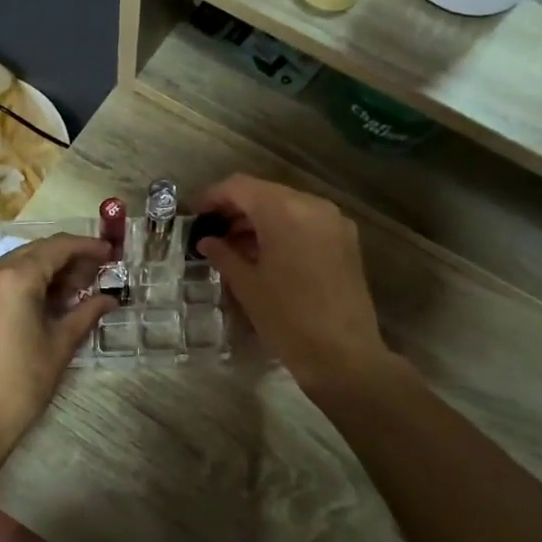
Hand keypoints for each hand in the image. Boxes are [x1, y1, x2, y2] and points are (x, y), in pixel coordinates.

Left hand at [0, 233, 114, 452]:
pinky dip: (26, 282)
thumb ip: (87, 312)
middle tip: (97, 276)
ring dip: (47, 270)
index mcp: (15, 277)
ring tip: (76, 290)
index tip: (111, 254)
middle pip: (36, 251)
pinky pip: (1, 279)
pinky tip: (47, 301)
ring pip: (17, 263)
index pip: (57, 247)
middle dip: (69, 259)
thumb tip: (110, 298)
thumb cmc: (22, 383)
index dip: (87, 247)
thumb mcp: (61, 344)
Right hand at [193, 174, 391, 397]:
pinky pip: (307, 221)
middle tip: (212, 231)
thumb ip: (224, 255)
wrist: (343, 355)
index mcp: (284, 211)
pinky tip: (266, 253)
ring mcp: (334, 221)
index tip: (195, 214)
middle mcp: (312, 205)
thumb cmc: (287, 319)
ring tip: (235, 245)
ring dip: (260, 219)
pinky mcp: (346, 240)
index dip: (213, 196)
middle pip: (265, 192)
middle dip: (236, 208)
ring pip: (287, 206)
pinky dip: (283, 228)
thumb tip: (207, 241)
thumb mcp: (248, 286)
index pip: (240, 187)